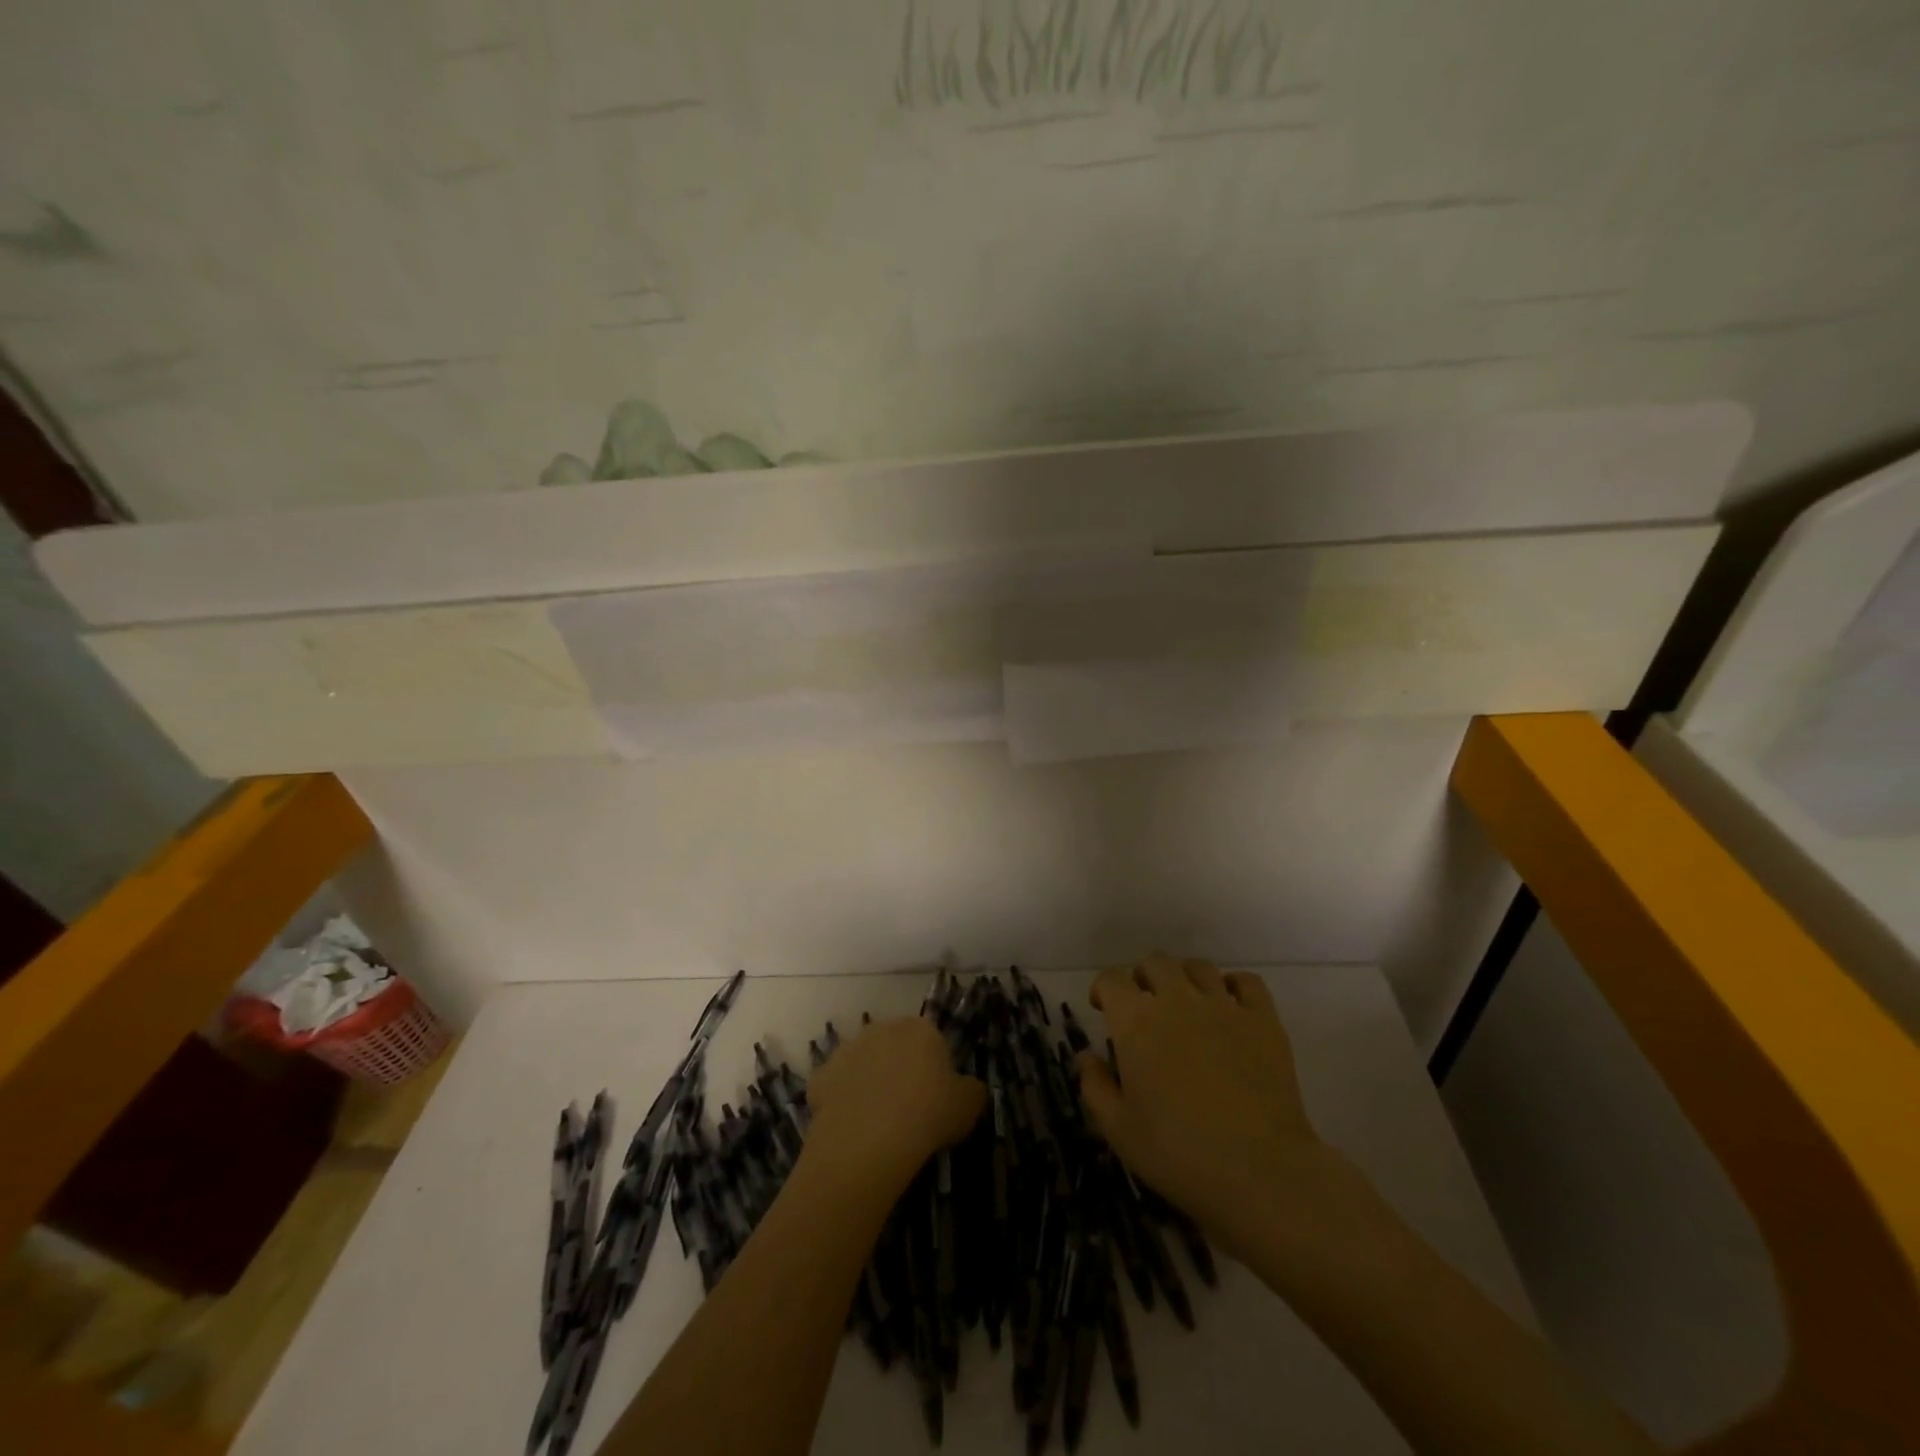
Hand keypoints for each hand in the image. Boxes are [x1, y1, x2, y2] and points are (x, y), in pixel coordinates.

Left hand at [803, 1017, 986, 1193]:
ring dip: (868, 1080)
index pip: (931, 1040)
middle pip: (894, 1045)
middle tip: (907, 1106)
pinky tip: (850, 1123)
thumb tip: (968, 1088)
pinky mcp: (821, 1075)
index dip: (934, 1068)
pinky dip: (840, 1099)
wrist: (869, 1139)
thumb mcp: (969, 1106)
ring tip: (876, 1118)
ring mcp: (847, 1049)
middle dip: (899, 1067)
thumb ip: (972, 1090)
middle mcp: (882, 1028)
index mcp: (921, 1029)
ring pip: (862, 1062)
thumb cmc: (928, 1114)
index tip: (936, 1096)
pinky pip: (834, 1085)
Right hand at [1077, 954, 1339, 1259]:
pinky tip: (1230, 1006)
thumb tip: (1086, 1057)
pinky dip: (1234, 986)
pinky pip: (1247, 982)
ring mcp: (1223, 1006)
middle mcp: (1177, 1000)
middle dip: (1142, 978)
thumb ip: (1095, 1086)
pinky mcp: (1263, 1020)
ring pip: (1198, 967)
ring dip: (1184, 978)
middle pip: (1154, 963)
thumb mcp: (1119, 1129)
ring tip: (1185, 1003)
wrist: (1260, 1171)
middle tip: (1143, 1006)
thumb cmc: (1178, 1152)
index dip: (1103, 989)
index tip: (1103, 1008)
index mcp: (1135, 1021)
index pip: (1111, 980)